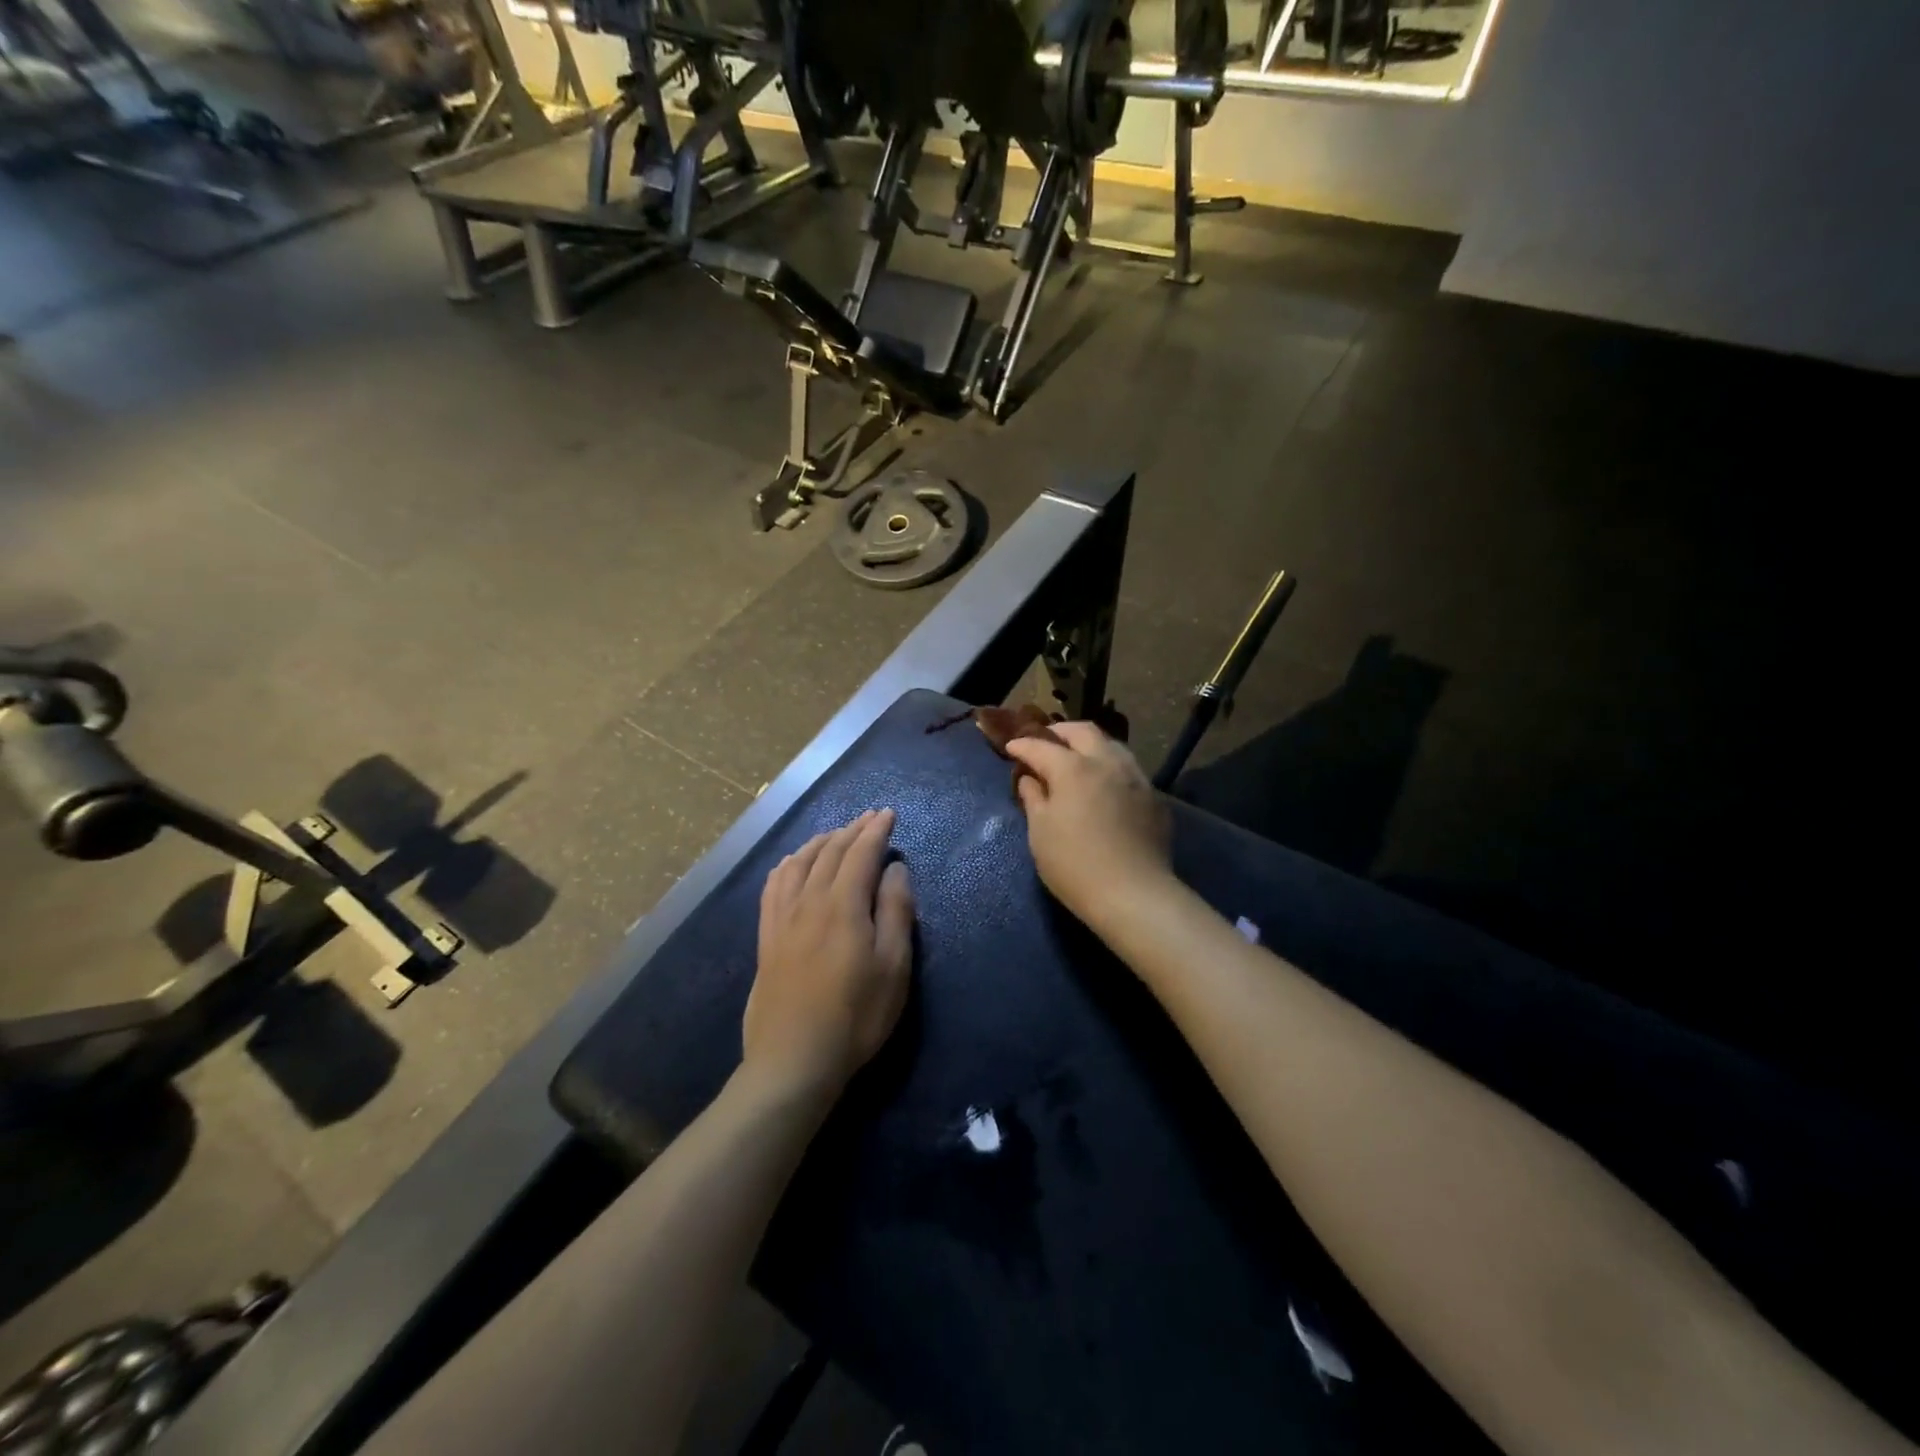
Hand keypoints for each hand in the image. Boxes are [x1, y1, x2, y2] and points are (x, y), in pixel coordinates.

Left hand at [744, 809, 914, 1103]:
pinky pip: (773, 887)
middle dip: (852, 830)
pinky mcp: (766, 938)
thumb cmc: (856, 1015)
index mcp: (843, 905)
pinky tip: (790, 864)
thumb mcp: (894, 966)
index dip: (876, 830)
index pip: (860, 853)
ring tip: (835, 834)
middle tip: (869, 818)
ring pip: (799, 863)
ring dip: (820, 842)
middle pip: (830, 852)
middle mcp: (809, 901)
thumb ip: (895, 911)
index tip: (888, 814)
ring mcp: (783, 919)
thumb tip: (894, 869)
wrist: (794, 1060)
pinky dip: (786, 865)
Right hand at [1004, 722, 1172, 928]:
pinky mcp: (1154, 797)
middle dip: (1060, 732)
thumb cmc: (1074, 865)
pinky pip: (1128, 769)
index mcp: (1073, 768)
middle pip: (1083, 731)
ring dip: (1090, 745)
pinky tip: (1104, 784)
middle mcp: (1107, 762)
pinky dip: (1110, 767)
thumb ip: (1033, 798)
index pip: (1041, 746)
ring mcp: (1136, 777)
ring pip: (1112, 745)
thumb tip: (1030, 779)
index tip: (1011, 748)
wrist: (1134, 895)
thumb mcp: (1040, 833)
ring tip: (1077, 758)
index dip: (1023, 746)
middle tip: (1045, 742)